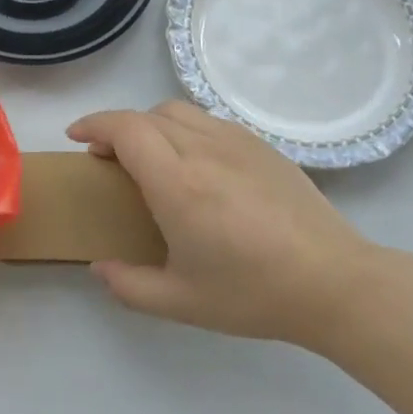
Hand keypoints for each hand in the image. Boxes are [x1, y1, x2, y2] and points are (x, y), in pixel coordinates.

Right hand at [68, 102, 374, 347]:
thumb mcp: (181, 302)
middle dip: (116, 128)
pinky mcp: (261, 146)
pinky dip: (183, 128)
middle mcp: (203, 150)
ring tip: (148, 155)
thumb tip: (98, 269)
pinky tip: (193, 161)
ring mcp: (236, 142)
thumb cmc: (254, 293)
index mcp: (177, 183)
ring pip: (178, 111)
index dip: (94, 125)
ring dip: (149, 124)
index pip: (125, 129)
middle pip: (147, 115)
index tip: (76, 138)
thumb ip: (129, 286)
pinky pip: (209, 121)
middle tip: (107, 158)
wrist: (336, 283)